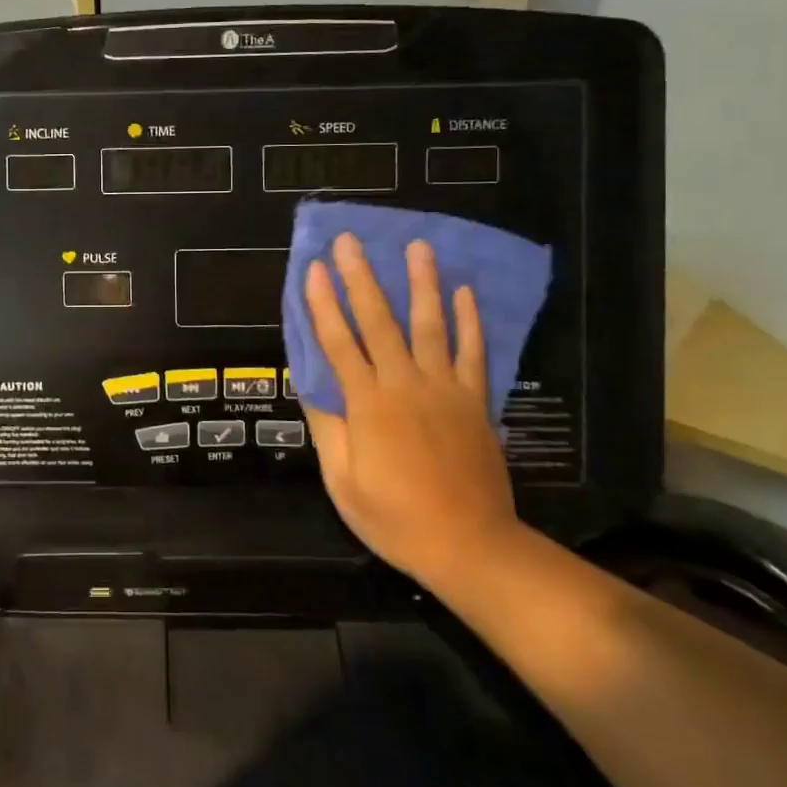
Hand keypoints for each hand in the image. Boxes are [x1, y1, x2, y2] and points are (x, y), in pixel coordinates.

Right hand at [302, 233, 522, 589]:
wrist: (470, 545)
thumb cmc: (396, 518)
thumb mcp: (343, 482)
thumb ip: (328, 428)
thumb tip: (311, 385)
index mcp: (367, 405)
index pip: (338, 343)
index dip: (323, 304)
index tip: (313, 269)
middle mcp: (405, 385)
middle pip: (379, 322)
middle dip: (362, 278)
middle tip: (351, 241)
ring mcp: (445, 390)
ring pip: (431, 326)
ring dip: (422, 284)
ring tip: (418, 246)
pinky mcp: (475, 401)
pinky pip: (473, 353)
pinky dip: (470, 321)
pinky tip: (464, 292)